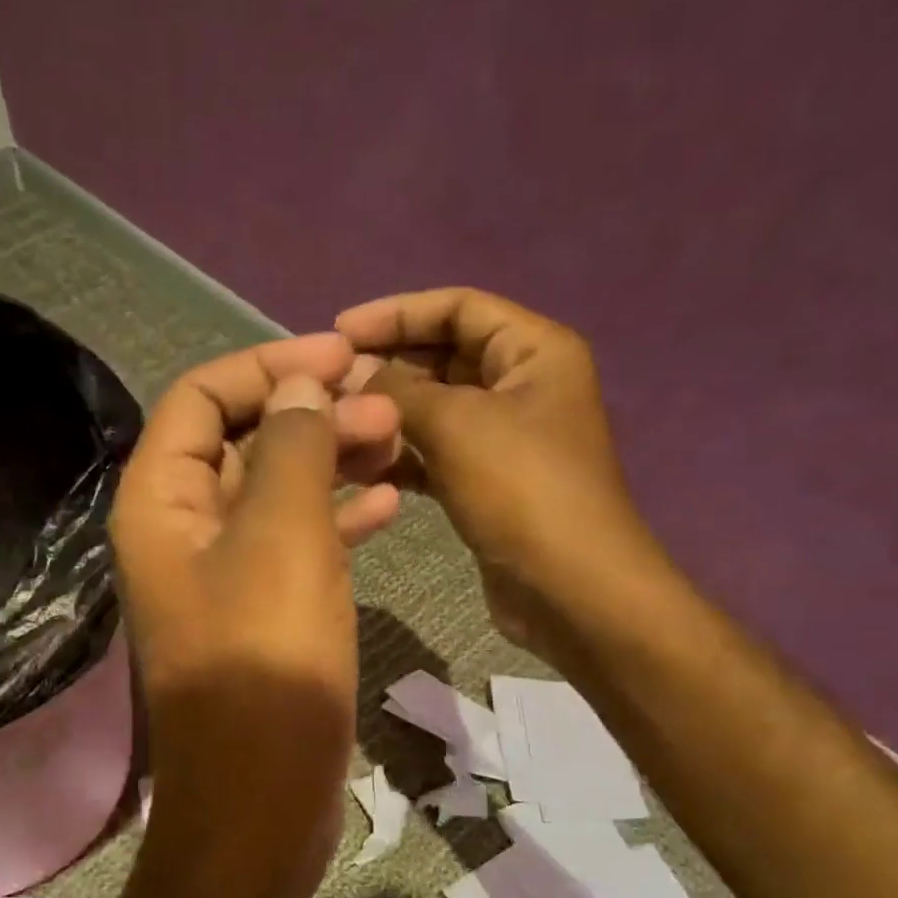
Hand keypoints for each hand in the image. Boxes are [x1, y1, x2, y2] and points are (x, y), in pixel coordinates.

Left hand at [110, 334, 400, 893]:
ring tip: (398, 441)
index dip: (268, 366)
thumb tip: (300, 384)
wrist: (262, 796)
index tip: (341, 357)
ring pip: (276, 493)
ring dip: (331, 461)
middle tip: (387, 404)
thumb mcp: (282, 538)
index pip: (201, 399)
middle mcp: (180, 531)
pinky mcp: (260, 613)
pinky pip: (296, 544)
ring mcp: (222, 575)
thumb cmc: (266, 663)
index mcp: (161, 503)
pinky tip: (390, 503)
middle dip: (311, 414)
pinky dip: (337, 518)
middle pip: (242, 443)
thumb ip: (291, 448)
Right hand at [334, 287, 662, 653]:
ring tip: (334, 427)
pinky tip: (358, 467)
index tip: (338, 332)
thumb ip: (397, 390)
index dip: (396, 312)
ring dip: (386, 417)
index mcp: (533, 351)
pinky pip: (433, 455)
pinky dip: (399, 457)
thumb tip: (349, 372)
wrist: (569, 589)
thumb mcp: (457, 425)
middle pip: (442, 357)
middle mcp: (521, 386)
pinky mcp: (485, 483)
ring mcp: (503, 438)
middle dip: (386, 368)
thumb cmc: (522, 490)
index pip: (458, 308)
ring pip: (433, 411)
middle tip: (327, 386)